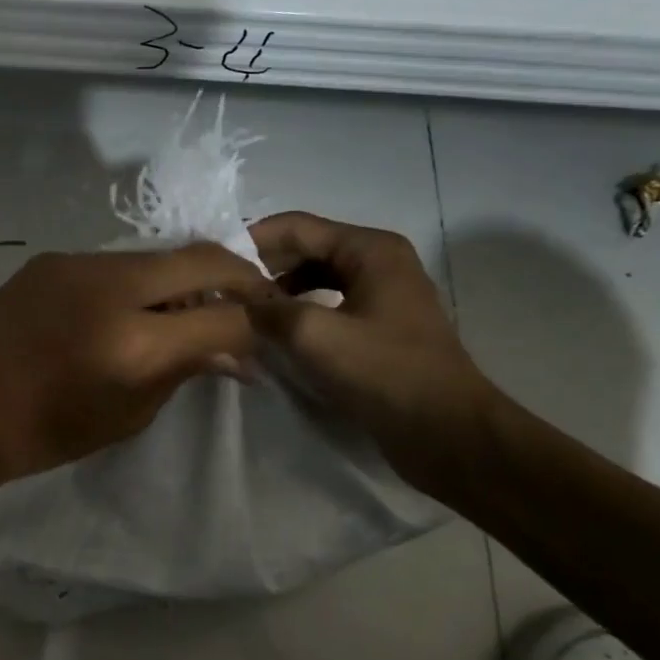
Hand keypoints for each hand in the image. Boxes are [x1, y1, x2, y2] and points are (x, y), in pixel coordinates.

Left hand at [0, 244, 269, 489]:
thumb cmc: (46, 432)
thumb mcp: (128, 415)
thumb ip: (185, 371)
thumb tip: (236, 355)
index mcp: (133, 342)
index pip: (224, 316)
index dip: (256, 326)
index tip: (263, 337)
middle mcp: (111, 286)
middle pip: (202, 258)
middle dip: (239, 277)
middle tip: (252, 301)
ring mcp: (78, 263)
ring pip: (158, 256)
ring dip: (185, 279)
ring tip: (187, 311)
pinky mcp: (52, 258)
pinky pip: (117, 262)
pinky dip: (141, 282)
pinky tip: (131, 309)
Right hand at [246, 211, 499, 500]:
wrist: (448, 433)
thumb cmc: (385, 374)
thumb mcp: (316, 336)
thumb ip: (268, 309)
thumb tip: (235, 300)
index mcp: (370, 250)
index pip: (297, 226)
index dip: (251, 239)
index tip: (211, 261)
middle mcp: (379, 262)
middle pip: (307, 249)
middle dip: (264, 266)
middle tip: (221, 288)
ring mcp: (383, 295)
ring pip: (317, 279)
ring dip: (280, 292)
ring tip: (242, 312)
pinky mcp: (381, 327)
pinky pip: (330, 305)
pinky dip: (300, 313)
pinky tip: (276, 334)